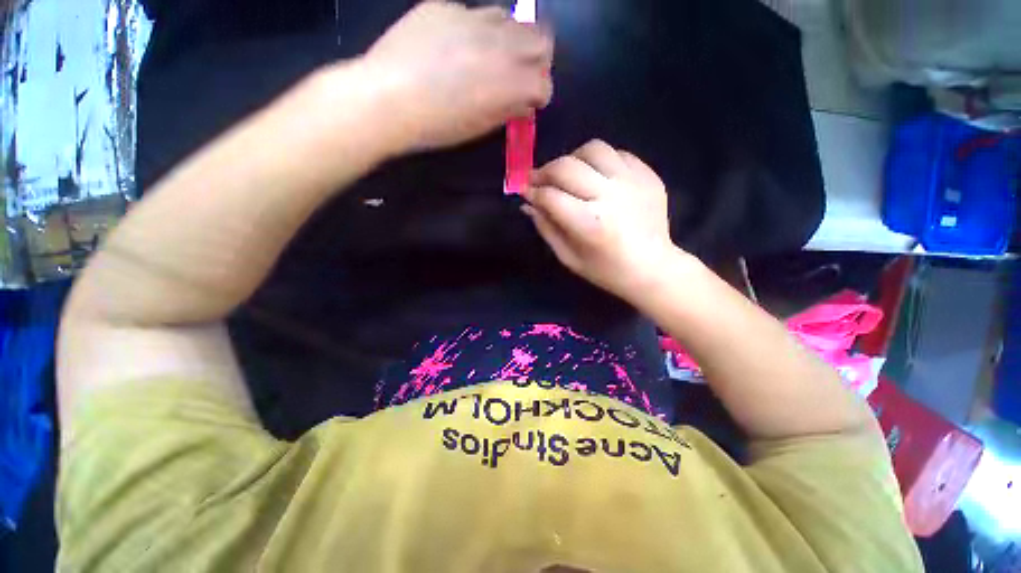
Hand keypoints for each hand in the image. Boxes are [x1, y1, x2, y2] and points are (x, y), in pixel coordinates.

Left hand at [363, 1, 553, 150]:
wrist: (386, 97)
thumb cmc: (437, 125)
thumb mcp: (479, 127)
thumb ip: (508, 111)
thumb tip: (523, 103)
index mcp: (510, 82)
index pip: (544, 84)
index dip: (539, 95)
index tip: (529, 103)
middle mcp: (500, 43)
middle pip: (541, 39)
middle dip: (537, 59)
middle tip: (520, 74)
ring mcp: (472, 18)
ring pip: (511, 19)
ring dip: (510, 40)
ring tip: (490, 58)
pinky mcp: (446, 7)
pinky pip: (474, 13)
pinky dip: (476, 31)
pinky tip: (457, 47)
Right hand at [523, 140, 680, 300]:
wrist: (653, 268)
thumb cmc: (606, 270)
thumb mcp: (569, 257)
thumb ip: (546, 228)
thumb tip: (528, 204)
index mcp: (589, 223)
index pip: (550, 196)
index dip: (532, 191)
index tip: (524, 191)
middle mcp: (610, 196)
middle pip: (567, 166)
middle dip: (545, 171)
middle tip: (538, 180)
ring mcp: (632, 181)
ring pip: (593, 149)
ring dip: (572, 158)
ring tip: (567, 174)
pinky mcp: (648, 175)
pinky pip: (617, 153)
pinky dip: (599, 160)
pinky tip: (596, 176)